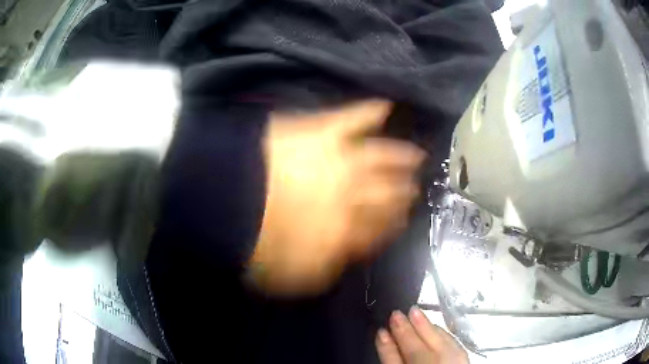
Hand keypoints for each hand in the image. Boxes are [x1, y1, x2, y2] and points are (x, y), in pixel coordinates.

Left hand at [247, 100, 425, 295]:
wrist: (232, 199)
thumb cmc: (257, 240)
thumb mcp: (293, 274)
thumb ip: (324, 269)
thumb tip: (343, 258)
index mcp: (344, 232)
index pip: (379, 229)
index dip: (392, 224)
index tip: (401, 220)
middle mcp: (353, 196)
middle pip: (388, 193)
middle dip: (403, 192)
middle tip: (414, 188)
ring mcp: (341, 160)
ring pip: (382, 157)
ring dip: (401, 157)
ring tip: (418, 155)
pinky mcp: (323, 132)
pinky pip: (353, 118)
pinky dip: (370, 111)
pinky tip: (385, 105)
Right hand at [376, 307, 468, 363]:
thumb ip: (391, 359)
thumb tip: (383, 337)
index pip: (397, 363)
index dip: (387, 347)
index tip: (380, 330)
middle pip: (419, 351)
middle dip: (407, 332)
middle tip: (396, 313)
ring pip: (440, 345)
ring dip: (427, 328)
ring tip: (415, 312)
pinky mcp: (465, 360)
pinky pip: (454, 345)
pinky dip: (443, 334)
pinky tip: (435, 327)